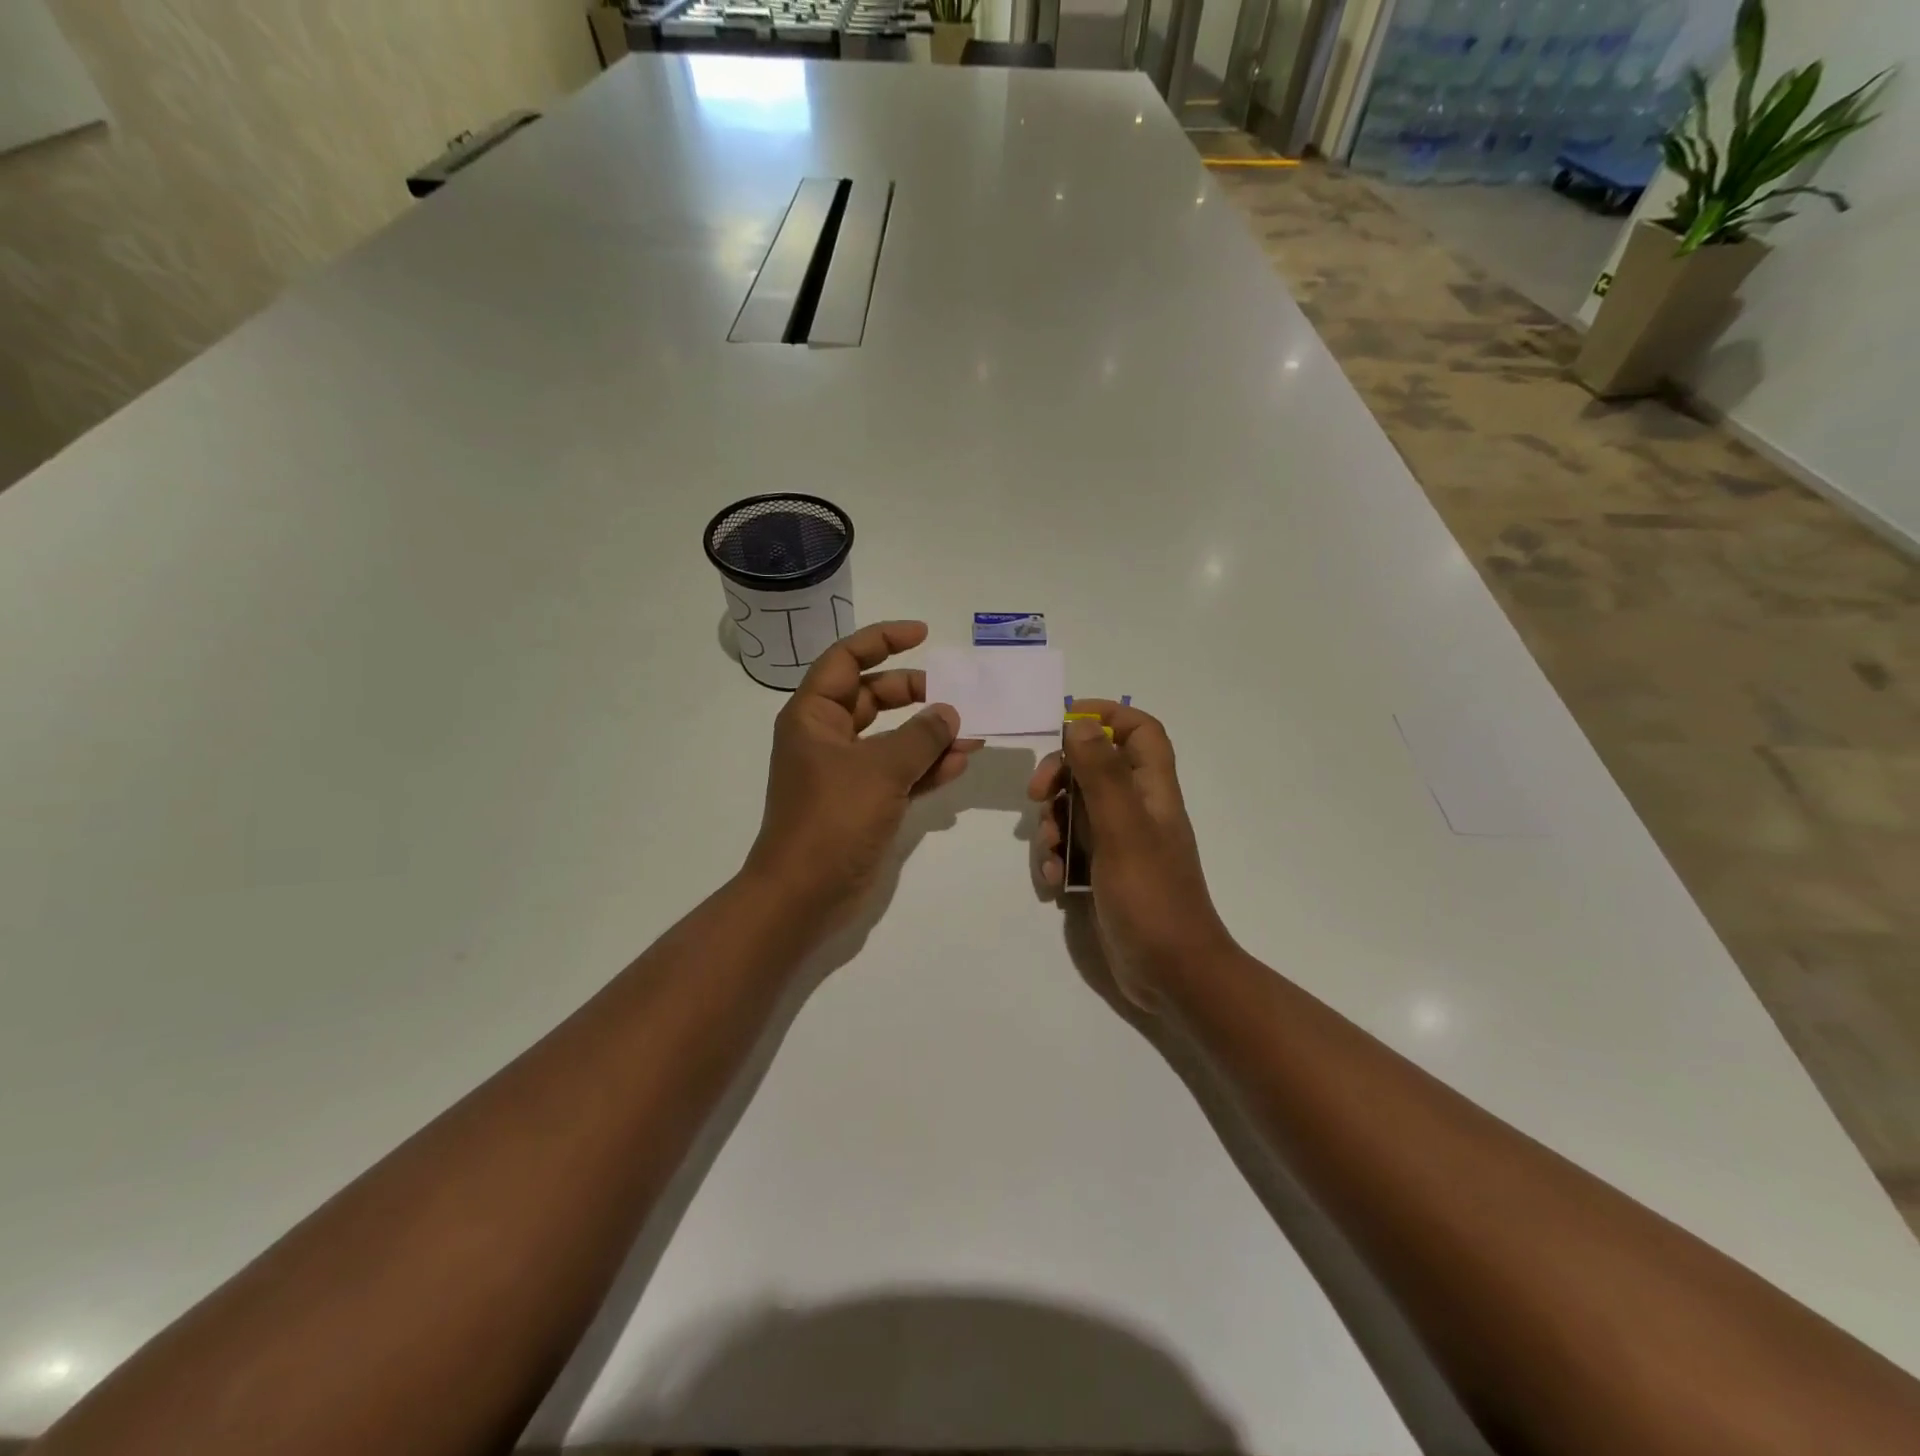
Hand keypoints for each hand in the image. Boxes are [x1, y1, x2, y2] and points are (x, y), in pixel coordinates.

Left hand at [745, 620, 979, 934]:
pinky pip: (898, 773)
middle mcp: (827, 737)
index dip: (883, 640)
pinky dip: (925, 767)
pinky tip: (958, 764)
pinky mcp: (863, 803)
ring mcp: (845, 772)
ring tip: (971, 733)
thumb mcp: (880, 769)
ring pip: (891, 737)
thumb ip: (920, 736)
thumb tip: (948, 713)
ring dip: (928, 734)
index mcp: (814, 715)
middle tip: (954, 694)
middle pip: (873, 696)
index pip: (847, 659)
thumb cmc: (832, 819)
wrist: (804, 894)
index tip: (923, 634)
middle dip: (914, 692)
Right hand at [1027, 701, 1236, 1011]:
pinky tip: (1053, 882)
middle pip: (1094, 766)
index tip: (1064, 722)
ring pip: (1075, 808)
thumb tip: (1078, 722)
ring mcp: (1120, 842)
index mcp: (1152, 790)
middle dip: (1060, 774)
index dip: (1107, 716)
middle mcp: (1137, 809)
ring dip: (1052, 823)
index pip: (1140, 731)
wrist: (1171, 973)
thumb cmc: (1151, 896)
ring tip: (1049, 851)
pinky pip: (1070, 848)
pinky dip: (1055, 858)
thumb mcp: (1122, 829)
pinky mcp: (1104, 872)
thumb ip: (1101, 773)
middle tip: (1037, 794)